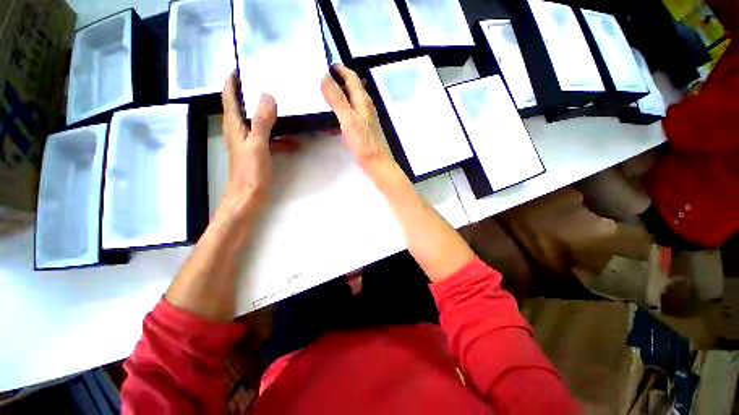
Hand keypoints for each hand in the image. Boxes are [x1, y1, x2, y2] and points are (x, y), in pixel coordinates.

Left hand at [221, 72, 276, 221]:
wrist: (248, 199)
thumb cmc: (250, 173)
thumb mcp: (257, 145)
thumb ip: (262, 121)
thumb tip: (268, 96)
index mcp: (235, 126)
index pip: (230, 97)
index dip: (233, 81)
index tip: (241, 67)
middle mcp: (240, 132)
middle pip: (245, 108)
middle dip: (255, 95)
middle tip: (271, 84)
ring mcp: (250, 144)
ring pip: (261, 125)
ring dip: (273, 118)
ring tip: (289, 111)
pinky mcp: (259, 155)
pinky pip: (271, 141)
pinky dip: (282, 139)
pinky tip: (296, 143)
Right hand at [321, 65, 398, 183]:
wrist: (377, 164)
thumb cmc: (364, 143)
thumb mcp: (348, 119)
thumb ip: (337, 99)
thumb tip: (325, 77)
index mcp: (363, 101)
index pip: (352, 77)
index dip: (339, 69)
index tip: (324, 65)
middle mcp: (366, 107)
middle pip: (352, 88)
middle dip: (337, 82)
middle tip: (319, 82)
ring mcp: (365, 119)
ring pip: (350, 103)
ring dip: (338, 98)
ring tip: (322, 99)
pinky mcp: (364, 130)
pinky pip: (350, 116)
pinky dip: (340, 114)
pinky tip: (331, 123)